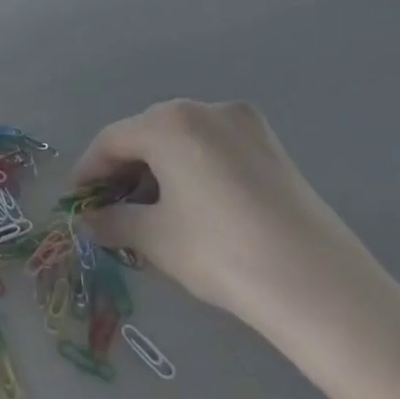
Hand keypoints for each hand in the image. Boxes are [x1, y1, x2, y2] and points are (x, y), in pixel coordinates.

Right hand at [73, 99, 399, 364]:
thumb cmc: (223, 254)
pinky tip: (191, 208)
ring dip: (158, 171)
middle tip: (111, 211)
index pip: (111, 140)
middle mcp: (205, 108)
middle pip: (147, 134)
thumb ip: (112, 222)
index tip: (76, 204)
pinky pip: (214, 149)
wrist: (323, 289)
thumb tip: (88, 221)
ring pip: (182, 141)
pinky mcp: (272, 146)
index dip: (88, 172)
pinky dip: (192, 170)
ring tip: (151, 214)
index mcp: (170, 122)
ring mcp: (245, 124)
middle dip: (124, 171)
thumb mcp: (155, 239)